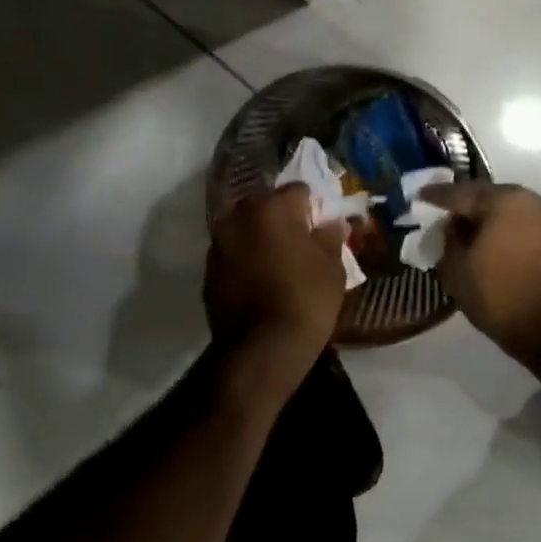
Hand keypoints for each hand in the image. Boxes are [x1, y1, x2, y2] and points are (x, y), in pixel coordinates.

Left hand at [204, 183, 349, 363]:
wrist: (261, 350)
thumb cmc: (305, 300)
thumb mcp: (332, 267)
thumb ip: (330, 236)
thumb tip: (332, 223)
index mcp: (270, 207)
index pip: (298, 191)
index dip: (313, 208)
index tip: (322, 228)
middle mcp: (237, 217)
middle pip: (266, 206)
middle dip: (283, 220)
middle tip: (302, 244)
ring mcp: (218, 244)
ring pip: (246, 230)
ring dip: (261, 239)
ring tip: (280, 265)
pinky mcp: (208, 272)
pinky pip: (233, 255)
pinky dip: (246, 261)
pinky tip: (261, 283)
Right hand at [418, 182, 540, 352]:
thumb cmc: (500, 295)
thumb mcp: (457, 270)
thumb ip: (450, 239)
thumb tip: (454, 225)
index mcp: (503, 200)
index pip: (460, 192)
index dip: (436, 195)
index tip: (420, 196)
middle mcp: (531, 199)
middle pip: (490, 197)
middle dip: (467, 205)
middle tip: (446, 216)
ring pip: (511, 210)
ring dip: (491, 219)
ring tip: (471, 233)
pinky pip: (527, 226)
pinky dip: (510, 231)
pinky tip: (496, 245)